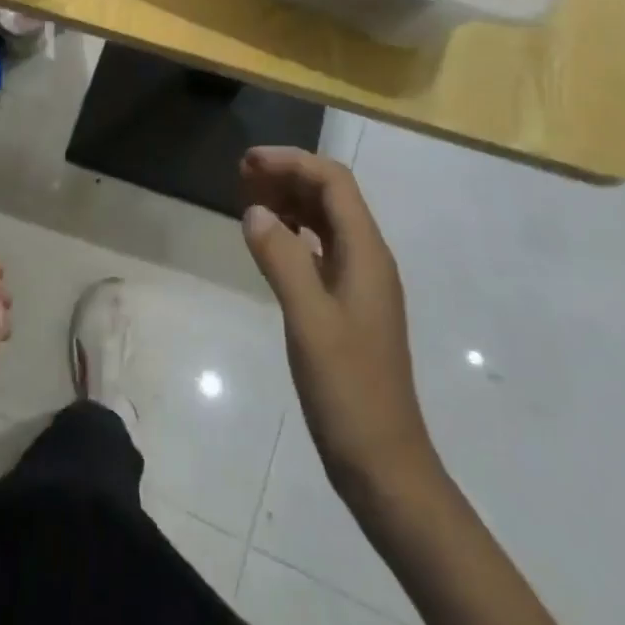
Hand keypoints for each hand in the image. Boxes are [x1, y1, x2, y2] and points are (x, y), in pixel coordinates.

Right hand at [241, 147, 434, 505]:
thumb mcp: (308, 320)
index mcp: (366, 253)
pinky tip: (270, 241)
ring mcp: (360, 283)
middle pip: (331, 195)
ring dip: (290, 201)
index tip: (248, 162)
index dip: (293, 161)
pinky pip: (321, 249)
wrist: (383, 462)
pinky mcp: (348, 305)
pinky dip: (294, 233)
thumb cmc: (348, 389)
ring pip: (325, 221)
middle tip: (241, 175)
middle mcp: (368, 258)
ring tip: (248, 198)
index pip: (334, 182)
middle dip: (289, 175)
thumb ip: (282, 259)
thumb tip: (254, 210)